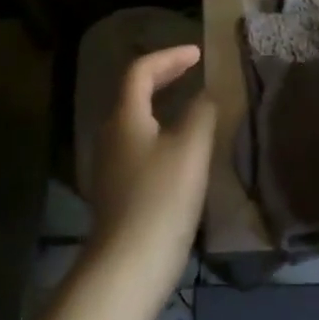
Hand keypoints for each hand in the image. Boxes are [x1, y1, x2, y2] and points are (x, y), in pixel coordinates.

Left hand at [87, 46, 216, 301]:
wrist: (129, 265)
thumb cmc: (161, 198)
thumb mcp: (191, 148)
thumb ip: (202, 112)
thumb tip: (208, 94)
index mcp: (125, 117)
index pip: (140, 70)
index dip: (169, 57)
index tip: (198, 54)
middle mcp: (111, 135)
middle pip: (133, 93)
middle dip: (164, 77)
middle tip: (193, 71)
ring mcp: (110, 165)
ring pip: (136, 121)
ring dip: (162, 106)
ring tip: (192, 107)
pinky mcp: (118, 191)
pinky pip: (139, 146)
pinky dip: (160, 133)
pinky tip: (181, 150)